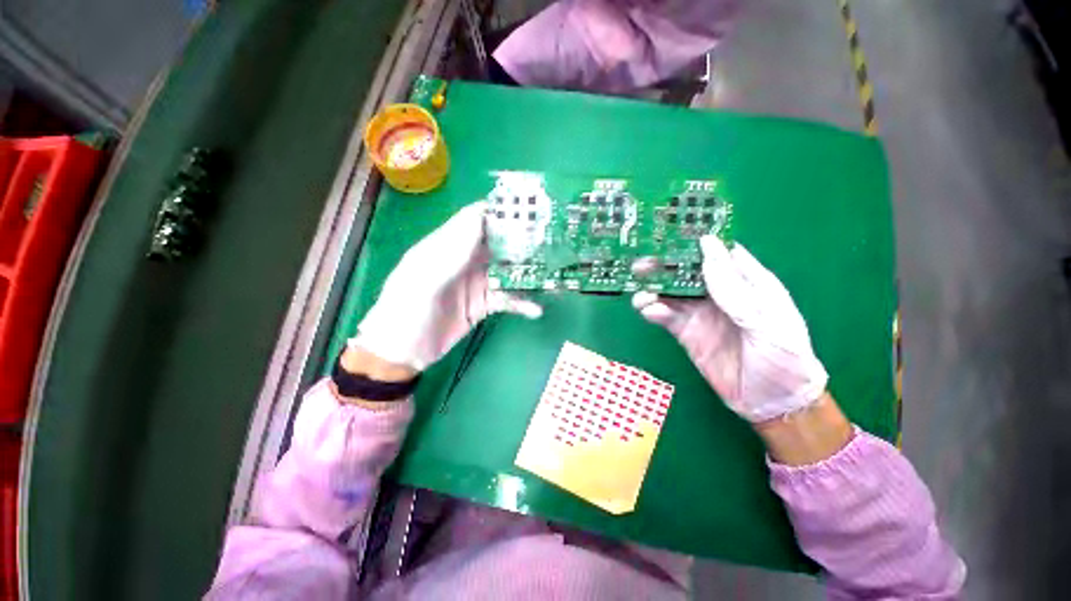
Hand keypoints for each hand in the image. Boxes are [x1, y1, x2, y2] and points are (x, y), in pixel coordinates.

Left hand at [353, 202, 541, 370]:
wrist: (402, 353)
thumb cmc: (405, 312)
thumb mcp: (423, 278)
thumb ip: (452, 250)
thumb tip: (481, 217)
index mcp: (446, 245)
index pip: (476, 219)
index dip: (500, 212)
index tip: (529, 209)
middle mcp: (464, 260)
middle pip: (497, 243)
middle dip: (522, 240)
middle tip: (551, 240)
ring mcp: (475, 283)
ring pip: (507, 271)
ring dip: (527, 273)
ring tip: (551, 273)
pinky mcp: (482, 305)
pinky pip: (507, 298)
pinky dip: (521, 303)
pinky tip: (536, 309)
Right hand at [632, 237, 827, 422]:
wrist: (771, 403)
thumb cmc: (784, 357)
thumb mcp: (767, 321)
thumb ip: (734, 289)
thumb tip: (707, 246)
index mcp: (745, 281)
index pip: (717, 252)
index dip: (693, 241)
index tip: (667, 233)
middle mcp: (718, 292)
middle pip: (686, 270)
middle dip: (663, 265)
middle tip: (641, 265)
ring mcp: (699, 312)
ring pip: (670, 292)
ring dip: (652, 289)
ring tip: (641, 294)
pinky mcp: (685, 331)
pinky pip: (664, 315)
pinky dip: (652, 311)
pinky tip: (649, 312)